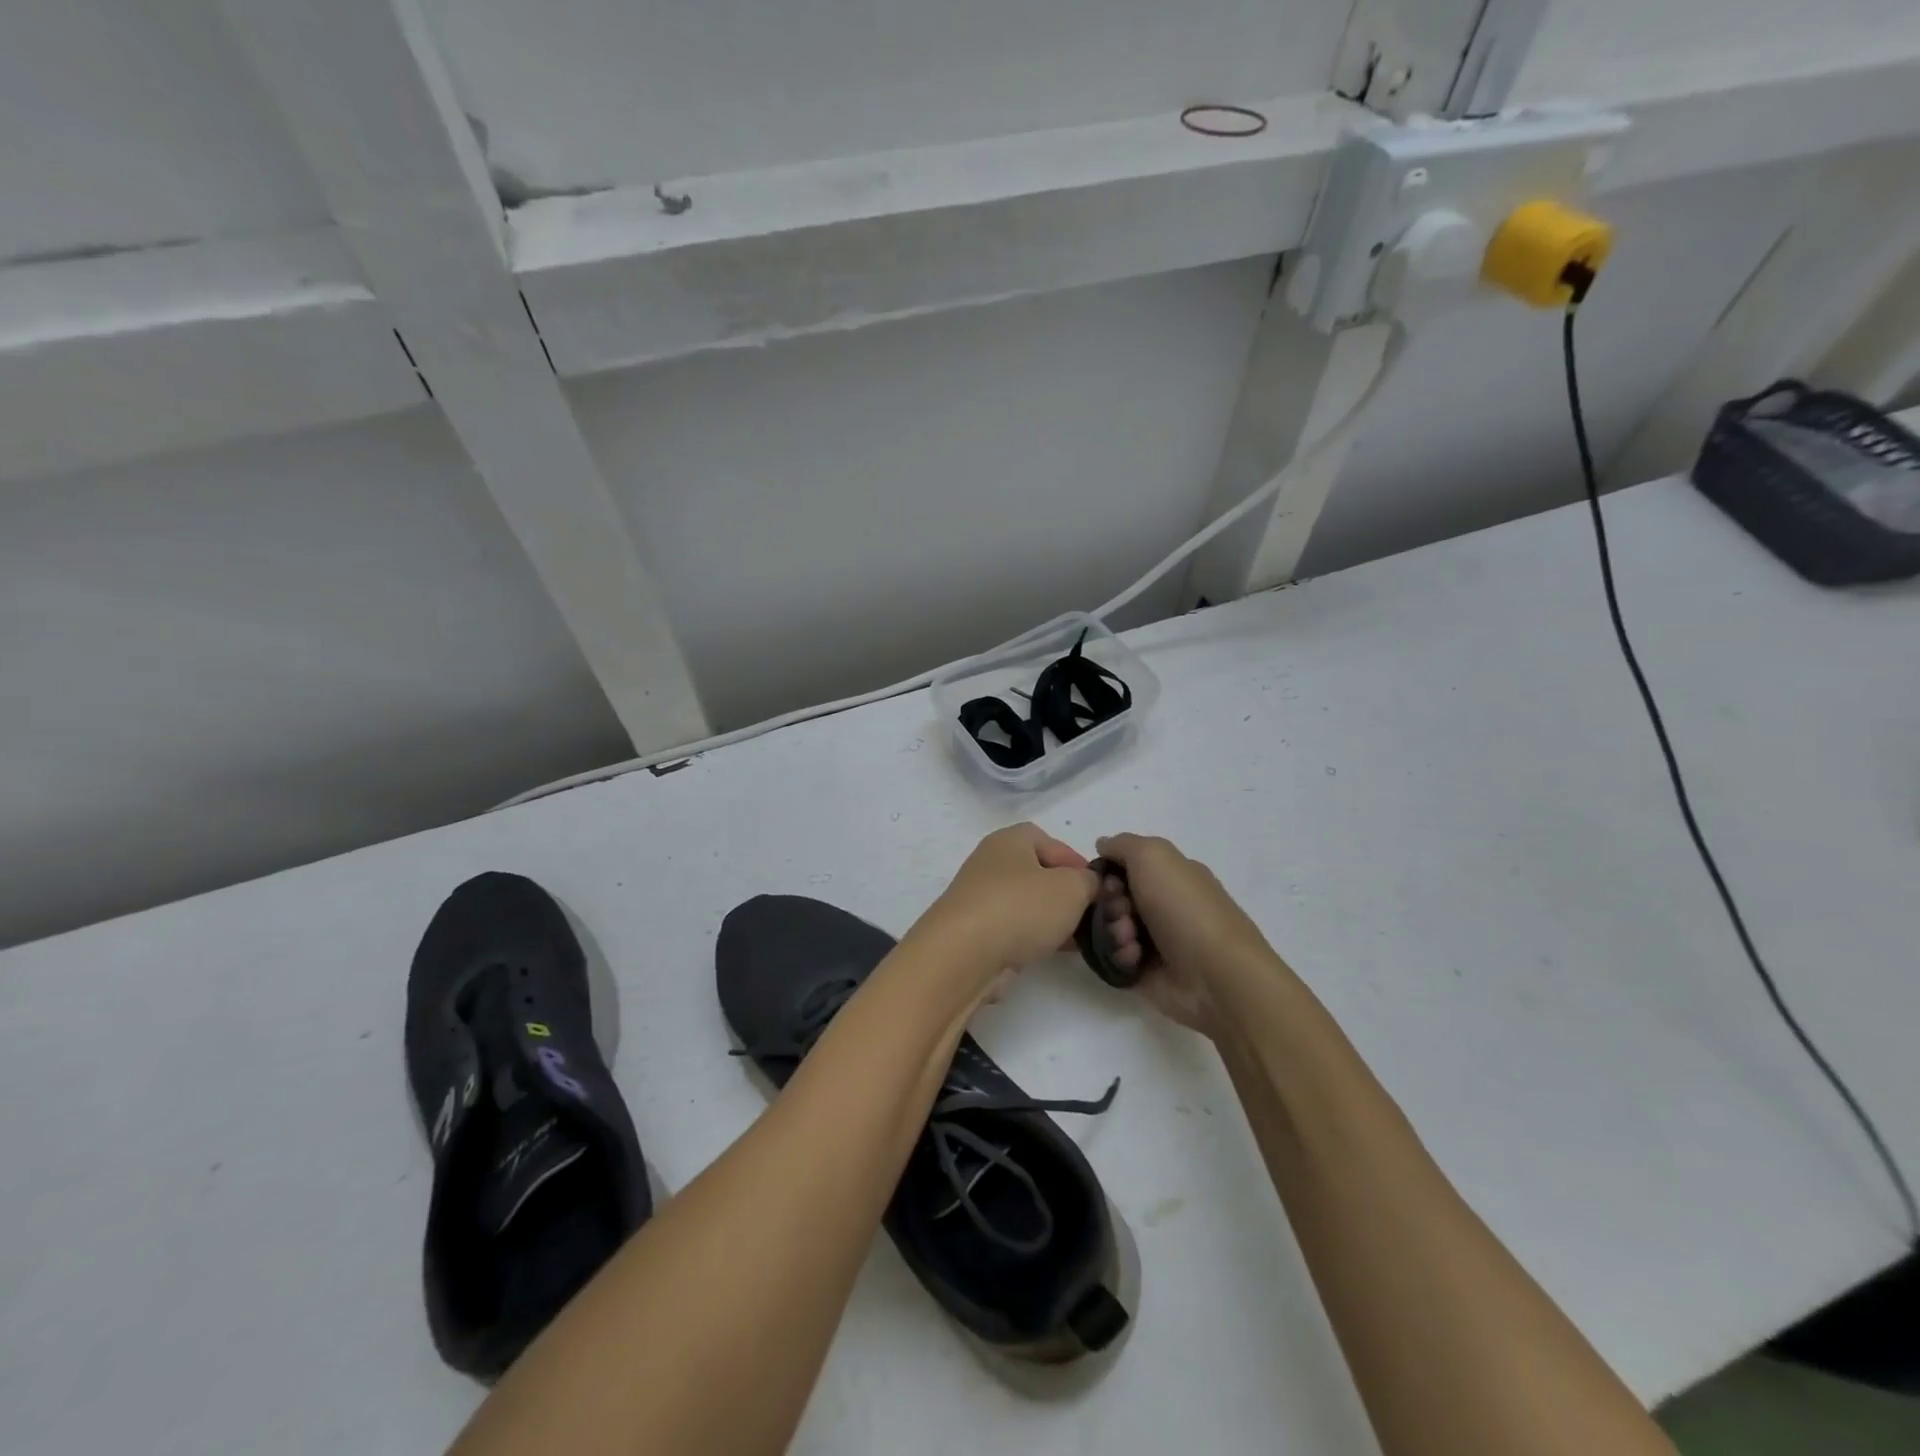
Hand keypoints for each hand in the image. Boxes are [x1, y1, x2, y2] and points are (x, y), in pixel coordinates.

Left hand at [915, 824, 1097, 996]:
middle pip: (1039, 873)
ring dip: (1052, 919)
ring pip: (1027, 903)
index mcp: (1010, 840)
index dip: (1076, 862)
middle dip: (1066, 894)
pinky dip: (1033, 937)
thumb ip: (1089, 881)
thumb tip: (1087, 884)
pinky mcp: (975, 931)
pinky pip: (1013, 928)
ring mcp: (980, 898)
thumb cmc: (1021, 907)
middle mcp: (991, 863)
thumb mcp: (1072, 888)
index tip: (1097, 888)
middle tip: (1089, 915)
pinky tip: (1051, 952)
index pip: (1050, 841)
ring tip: (1077, 939)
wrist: (964, 954)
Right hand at [1092, 833, 1277, 1037]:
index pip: (1126, 866)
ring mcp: (1154, 939)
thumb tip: (1103, 844)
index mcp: (1171, 876)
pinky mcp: (1144, 971)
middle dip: (1110, 902)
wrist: (1214, 975)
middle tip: (1122, 911)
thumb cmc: (1185, 908)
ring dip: (1113, 929)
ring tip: (1129, 940)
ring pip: (1110, 926)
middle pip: (1113, 896)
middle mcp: (1162, 904)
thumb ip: (1123, 844)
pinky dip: (1119, 955)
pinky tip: (1133, 958)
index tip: (1108, 880)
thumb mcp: (1154, 856)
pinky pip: (1114, 957)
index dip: (1110, 871)